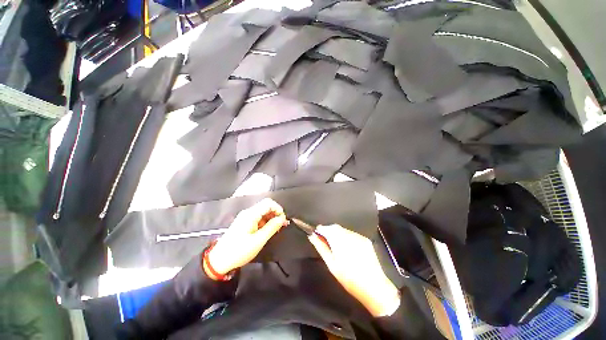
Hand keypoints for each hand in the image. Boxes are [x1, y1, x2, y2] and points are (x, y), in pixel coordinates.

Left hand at [206, 198, 287, 278]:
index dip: (278, 209)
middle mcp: (248, 213)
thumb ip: (272, 227)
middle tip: (282, 225)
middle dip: (276, 213)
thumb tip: (282, 219)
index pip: (268, 203)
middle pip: (266, 206)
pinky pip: (258, 217)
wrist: (220, 260)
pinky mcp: (245, 222)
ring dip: (271, 218)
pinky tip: (268, 230)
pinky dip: (265, 222)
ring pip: (263, 212)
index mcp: (251, 214)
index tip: (283, 220)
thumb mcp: (258, 240)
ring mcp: (246, 217)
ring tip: (276, 229)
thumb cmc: (239, 251)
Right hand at [308, 225, 400, 316]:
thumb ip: (321, 247)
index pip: (326, 228)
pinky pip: (352, 234)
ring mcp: (358, 237)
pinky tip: (347, 248)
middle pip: (335, 227)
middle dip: (328, 231)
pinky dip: (346, 237)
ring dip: (337, 234)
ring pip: (343, 230)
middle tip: (325, 241)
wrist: (374, 287)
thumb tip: (312, 236)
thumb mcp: (331, 264)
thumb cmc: (348, 278)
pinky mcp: (365, 240)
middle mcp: (349, 235)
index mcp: (339, 240)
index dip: (320, 229)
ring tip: (336, 246)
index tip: (316, 233)